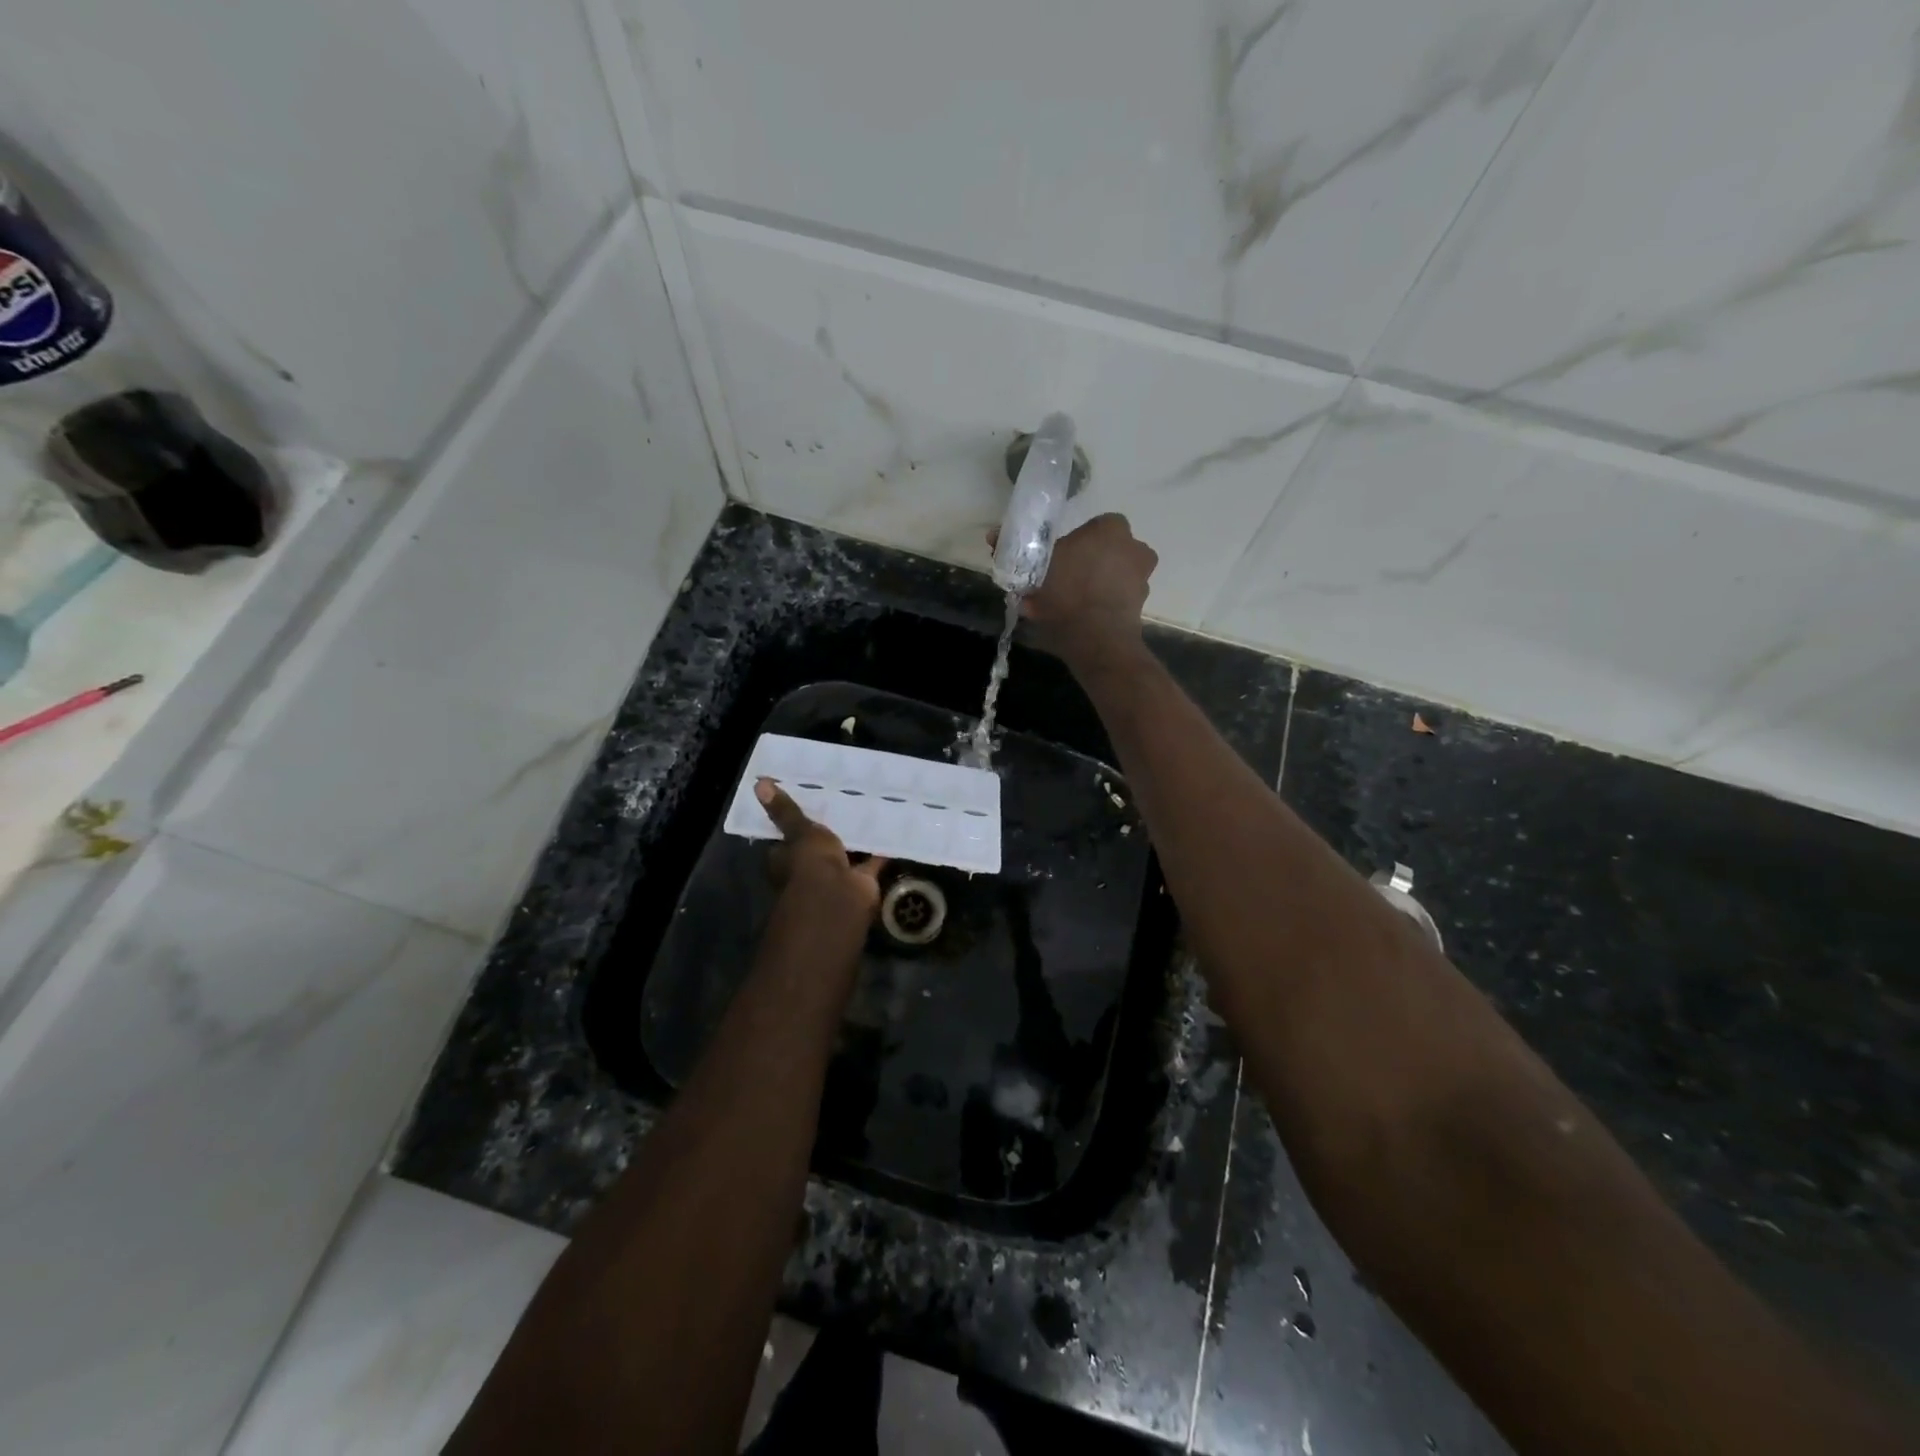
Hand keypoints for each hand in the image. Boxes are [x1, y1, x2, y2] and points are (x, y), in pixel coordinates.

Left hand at [755, 778, 886, 937]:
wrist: (838, 898)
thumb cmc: (808, 864)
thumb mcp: (798, 831)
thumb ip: (785, 810)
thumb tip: (759, 783)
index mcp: (786, 859)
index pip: (787, 838)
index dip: (794, 822)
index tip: (807, 800)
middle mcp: (808, 870)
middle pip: (818, 847)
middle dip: (829, 831)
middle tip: (843, 800)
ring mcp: (836, 877)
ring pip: (845, 853)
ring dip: (855, 839)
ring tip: (869, 808)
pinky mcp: (861, 880)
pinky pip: (871, 861)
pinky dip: (880, 850)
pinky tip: (890, 828)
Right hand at [1007, 513, 1157, 668]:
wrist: (1097, 640)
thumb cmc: (1067, 593)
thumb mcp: (1034, 569)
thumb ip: (1016, 550)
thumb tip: (993, 535)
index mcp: (1112, 528)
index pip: (1091, 527)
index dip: (1072, 543)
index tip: (1055, 559)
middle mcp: (1135, 548)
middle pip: (1103, 552)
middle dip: (1084, 564)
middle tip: (1058, 582)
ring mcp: (1141, 578)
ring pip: (1109, 576)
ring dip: (1091, 586)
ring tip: (1062, 605)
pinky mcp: (1140, 606)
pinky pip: (1113, 599)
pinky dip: (1097, 606)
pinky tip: (1074, 619)